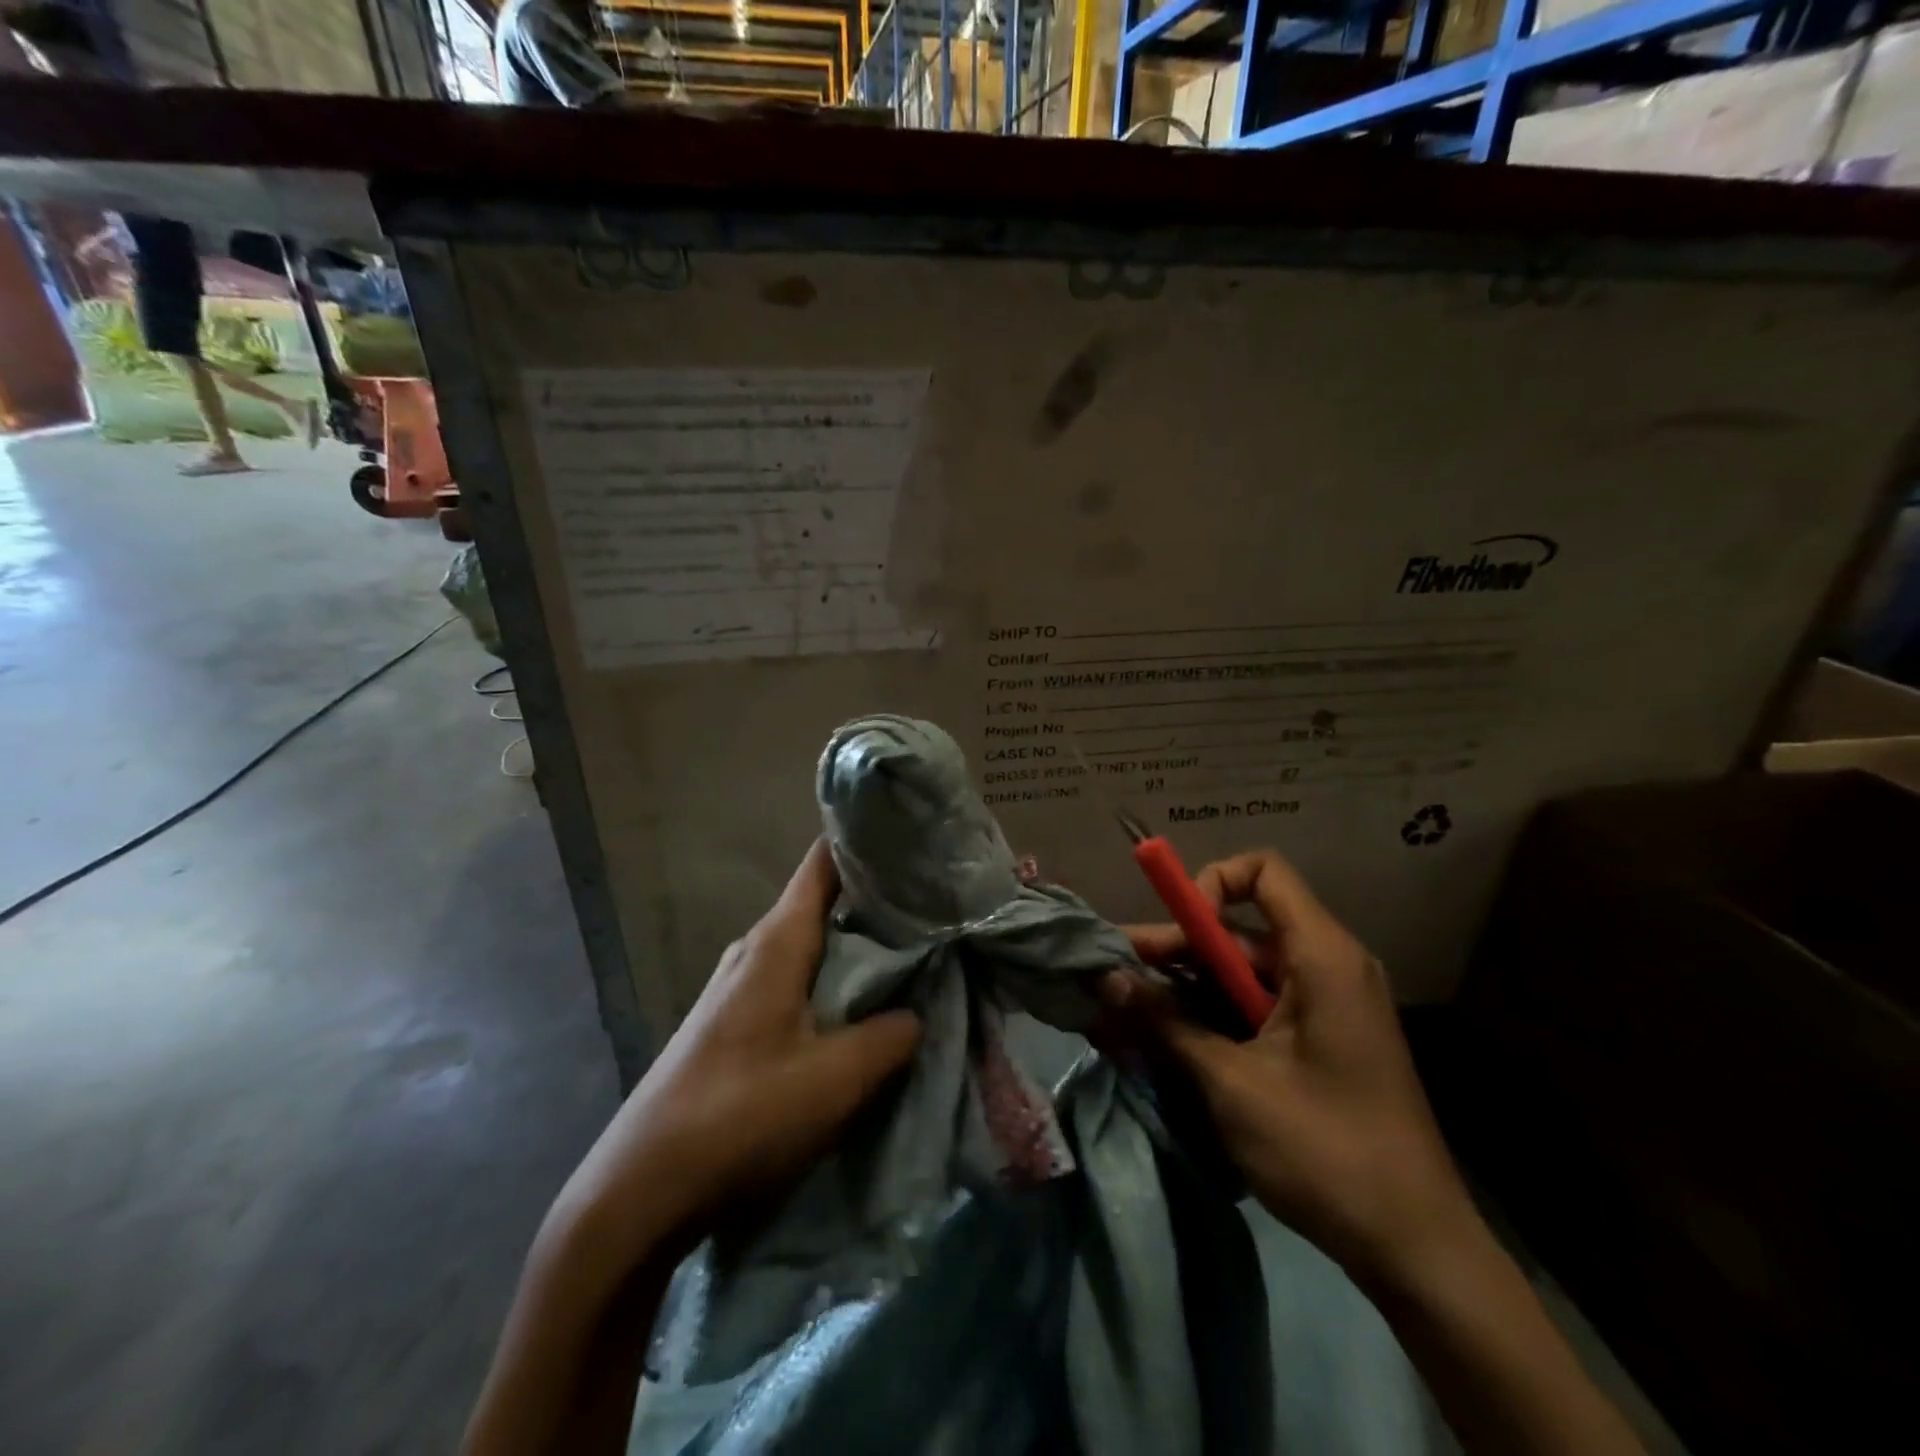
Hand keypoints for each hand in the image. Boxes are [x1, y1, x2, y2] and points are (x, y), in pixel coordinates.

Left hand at [553, 839, 921, 1260]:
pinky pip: (794, 982)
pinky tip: (859, 1010)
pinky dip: (832, 983)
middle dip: (875, 902)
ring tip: (910, 955)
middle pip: (823, 903)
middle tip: (933, 907)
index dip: (866, 844)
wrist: (638, 1192)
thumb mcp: (835, 1079)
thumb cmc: (741, 1117)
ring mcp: (738, 987)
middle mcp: (754, 950)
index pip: (824, 863)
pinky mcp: (732, 1024)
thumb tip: (915, 1013)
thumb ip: (890, 1037)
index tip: (915, 842)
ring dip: (856, 949)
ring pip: (810, 947)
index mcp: (777, 942)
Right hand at [1107, 849, 1477, 1293]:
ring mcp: (1322, 1007)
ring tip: (1122, 1017)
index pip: (1262, 872)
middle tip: (1111, 980)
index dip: (1210, 885)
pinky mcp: (1316, 1041)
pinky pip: (1252, 1009)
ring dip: (1182, 992)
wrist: (1417, 1251)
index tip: (1176, 935)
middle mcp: (1325, 967)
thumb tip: (1106, 978)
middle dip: (1171, 952)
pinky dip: (1208, 1020)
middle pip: (1236, 932)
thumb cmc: (1327, 1151)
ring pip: (1237, 975)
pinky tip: (1162, 1045)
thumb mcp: (1232, 1083)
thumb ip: (1166, 1023)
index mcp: (1321, 957)